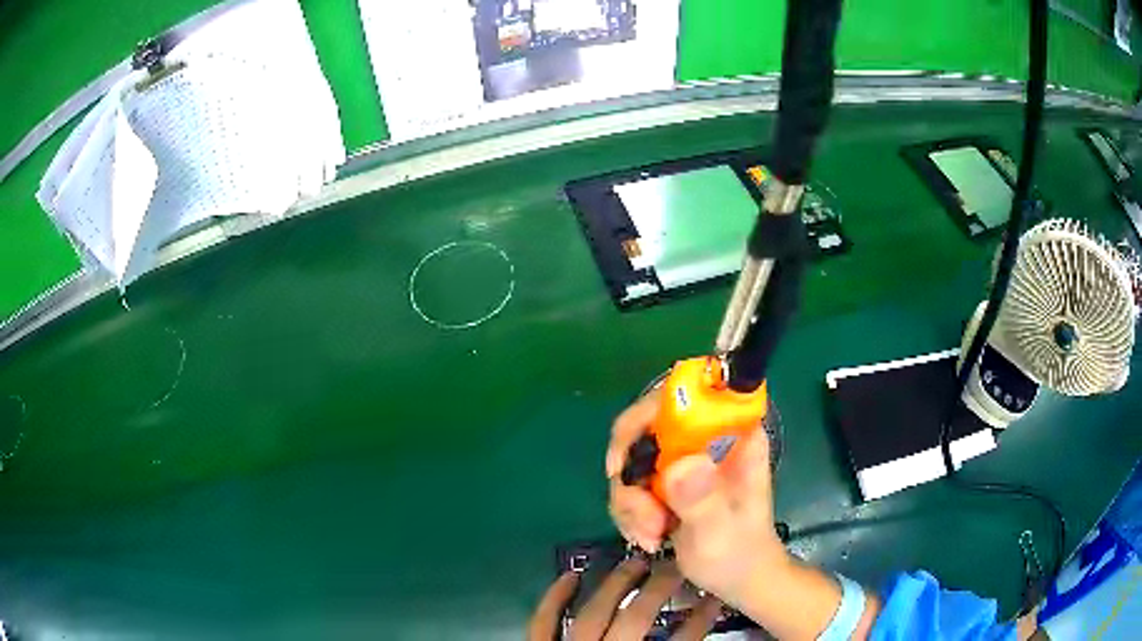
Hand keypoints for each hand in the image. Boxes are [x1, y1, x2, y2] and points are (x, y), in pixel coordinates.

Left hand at [527, 558, 723, 640]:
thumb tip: (695, 636)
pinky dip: (554, 597)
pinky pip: (544, 621)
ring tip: (636, 562)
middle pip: (637, 619)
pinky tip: (570, 574)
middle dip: (660, 590)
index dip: (699, 621)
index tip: (715, 600)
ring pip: (595, 613)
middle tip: (677, 567)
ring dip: (617, 585)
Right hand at [605, 392, 787, 610]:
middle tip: (643, 514)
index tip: (628, 457)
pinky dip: (630, 512)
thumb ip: (703, 499)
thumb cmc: (740, 554)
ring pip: (632, 458)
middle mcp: (706, 438)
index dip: (649, 412)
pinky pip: (629, 483)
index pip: (689, 393)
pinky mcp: (668, 480)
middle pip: (646, 425)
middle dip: (632, 472)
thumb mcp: (721, 530)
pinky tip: (649, 537)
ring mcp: (685, 459)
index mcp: (732, 434)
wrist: (736, 579)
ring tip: (652, 535)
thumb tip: (680, 465)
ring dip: (630, 501)